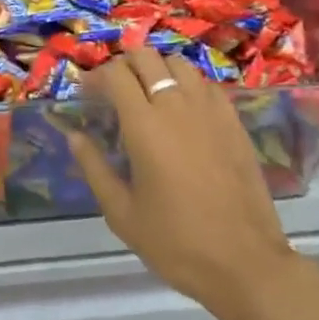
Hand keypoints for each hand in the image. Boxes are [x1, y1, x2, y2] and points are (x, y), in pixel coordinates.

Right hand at [68, 50, 318, 319]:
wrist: (244, 263)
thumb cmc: (176, 243)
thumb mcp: (122, 213)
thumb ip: (94, 168)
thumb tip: (74, 135)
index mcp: (145, 126)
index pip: (116, 74)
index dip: (96, 76)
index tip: (87, 93)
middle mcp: (177, 106)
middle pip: (147, 56)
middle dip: (124, 64)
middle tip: (114, 89)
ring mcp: (210, 110)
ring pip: (179, 63)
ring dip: (157, 69)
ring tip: (148, 94)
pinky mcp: (234, 121)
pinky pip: (206, 84)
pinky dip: (187, 84)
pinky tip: (183, 110)